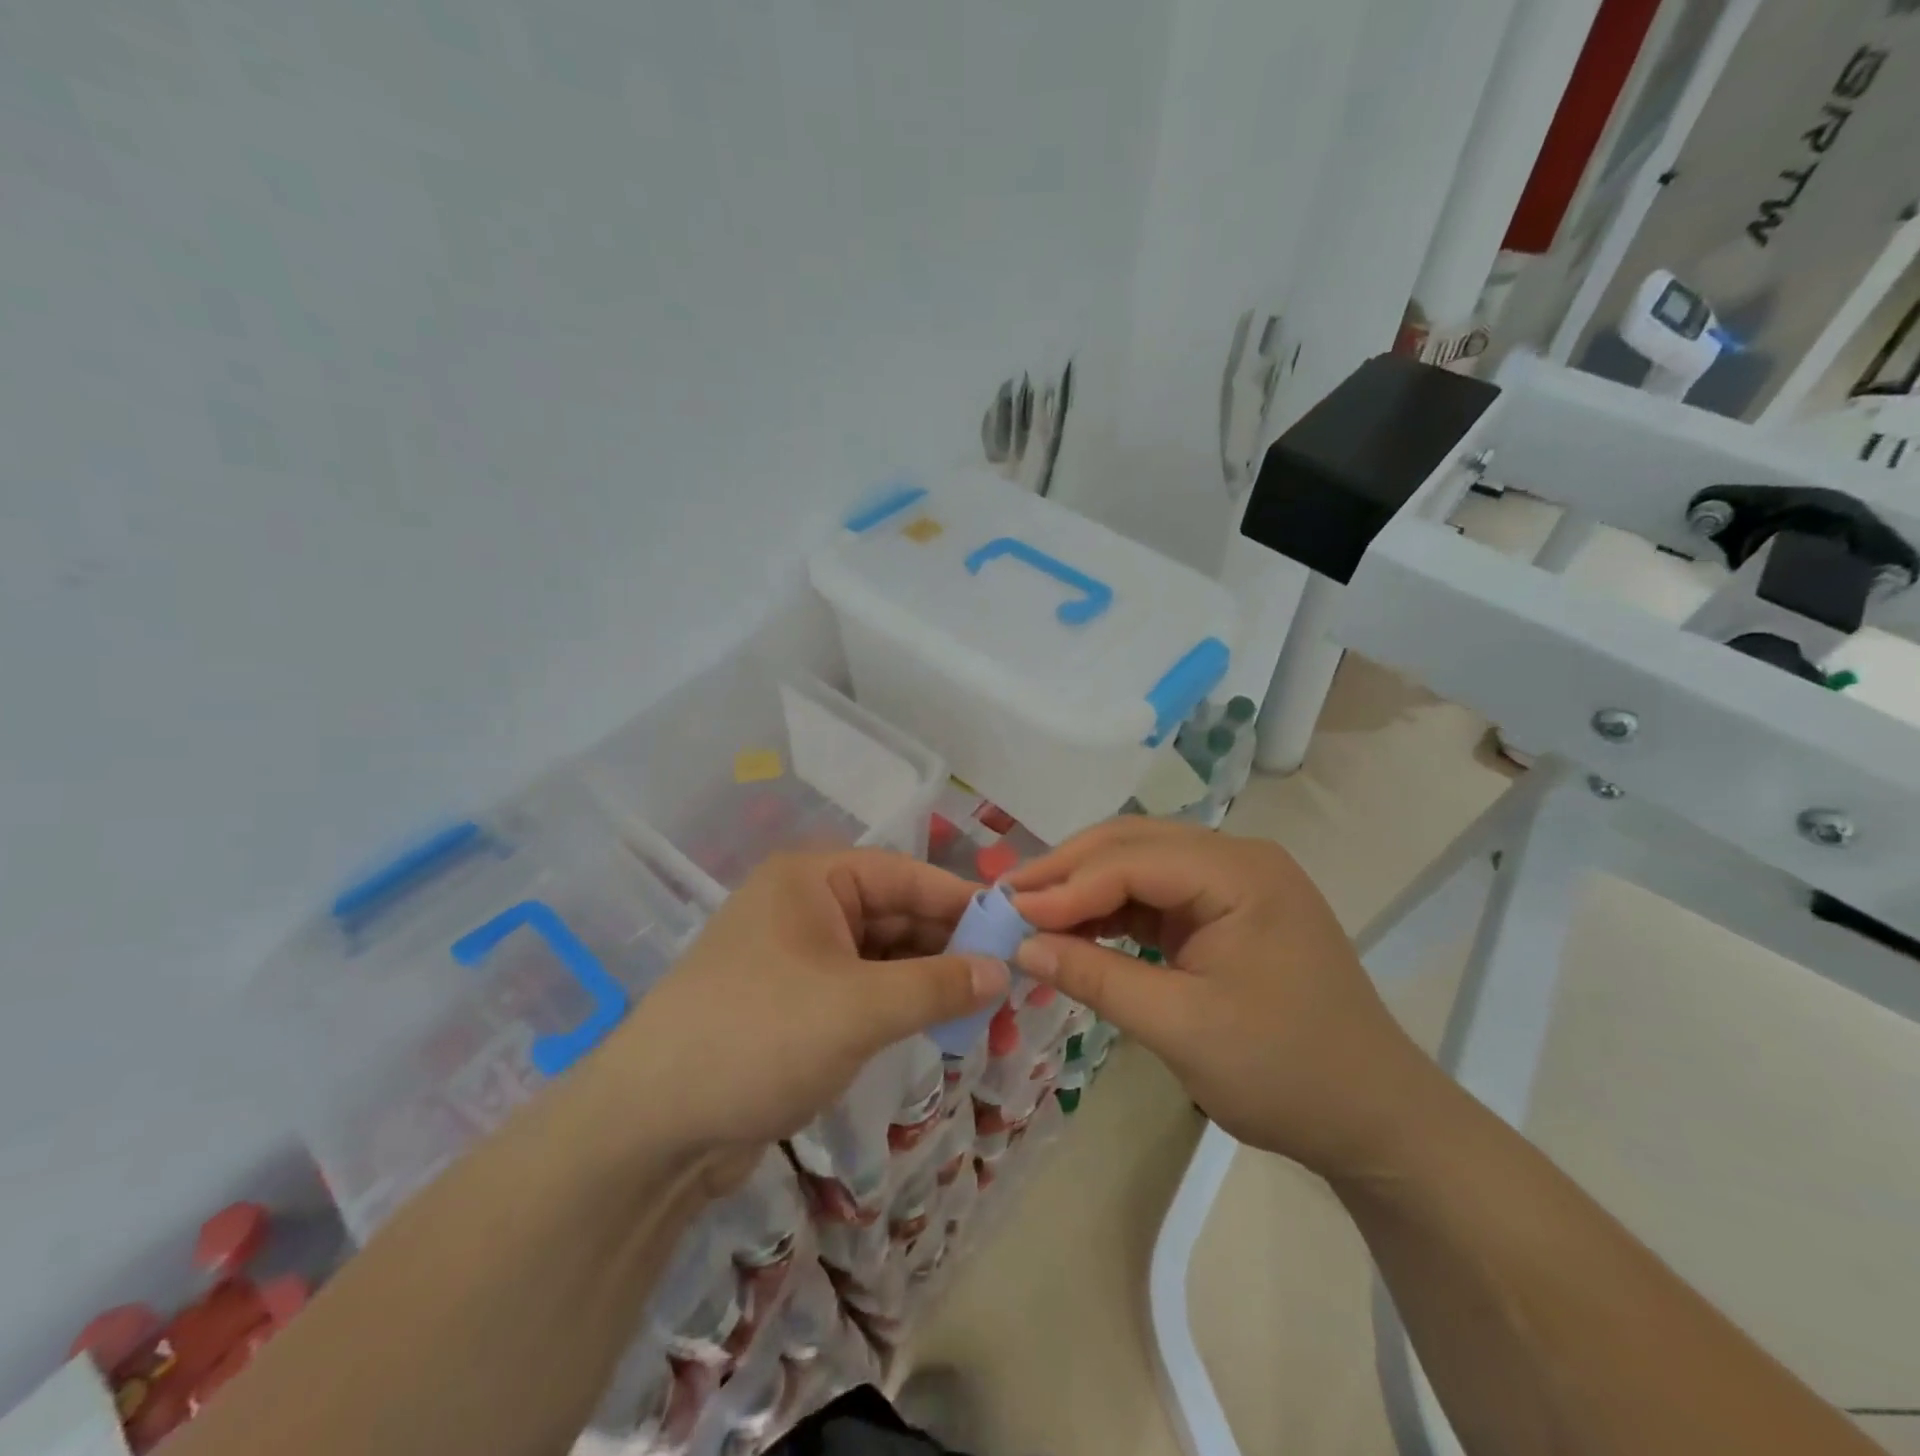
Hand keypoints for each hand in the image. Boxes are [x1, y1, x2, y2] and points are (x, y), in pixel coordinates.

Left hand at [602, 849, 1007, 1168]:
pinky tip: (939, 1027)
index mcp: (814, 879)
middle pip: (898, 915)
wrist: (651, 1127)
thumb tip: (1002, 971)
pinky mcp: (797, 1005)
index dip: (964, 902)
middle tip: (1012, 984)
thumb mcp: (858, 1008)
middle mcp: (807, 907)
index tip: (1018, 930)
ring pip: (884, 958)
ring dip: (931, 983)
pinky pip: (864, 991)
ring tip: (989, 1013)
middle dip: (952, 950)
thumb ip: (936, 985)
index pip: (908, 876)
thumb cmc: (759, 1037)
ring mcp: (800, 957)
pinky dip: (900, 1006)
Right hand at [1008, 819, 1438, 1179]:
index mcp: (1240, 873)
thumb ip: (1097, 978)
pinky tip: (1079, 929)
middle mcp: (1238, 860)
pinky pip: (1157, 895)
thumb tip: (1023, 946)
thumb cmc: (1286, 1073)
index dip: (1067, 885)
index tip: (1008, 912)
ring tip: (1033, 912)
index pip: (1133, 860)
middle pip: (1134, 845)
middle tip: (1009, 898)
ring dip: (1087, 887)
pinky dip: (1114, 910)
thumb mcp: (1182, 1028)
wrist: (1376, 1120)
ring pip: (1141, 864)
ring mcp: (1235, 884)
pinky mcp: (1227, 912)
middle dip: (1069, 870)